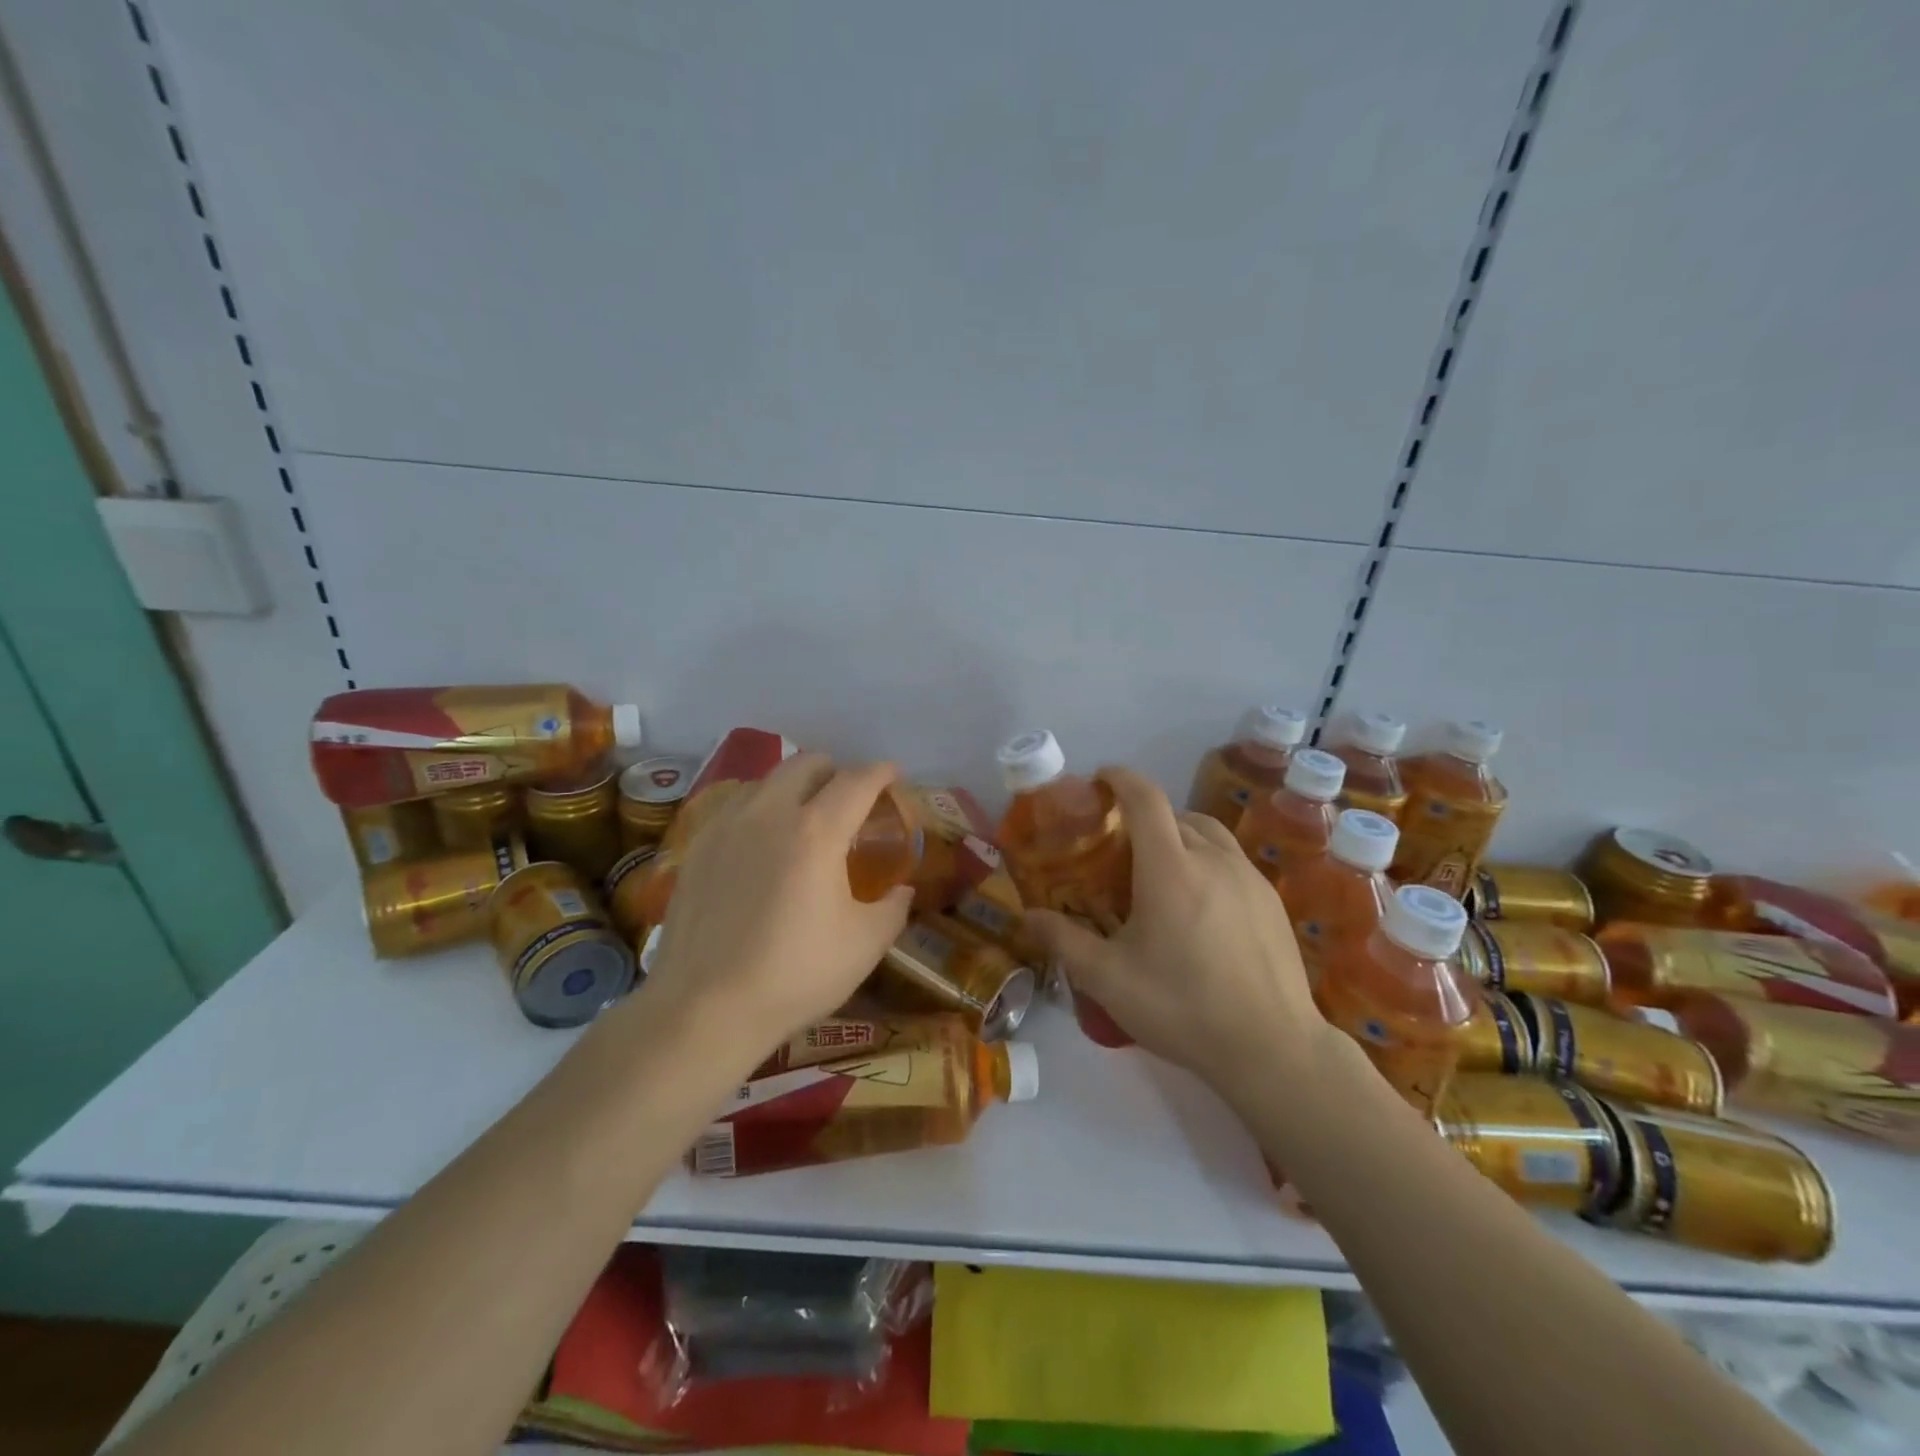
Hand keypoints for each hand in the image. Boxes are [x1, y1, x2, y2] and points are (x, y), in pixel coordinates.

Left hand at [639, 754, 913, 1062]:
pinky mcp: (697, 846)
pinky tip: (762, 843)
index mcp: (817, 830)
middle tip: (850, 799)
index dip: (881, 772)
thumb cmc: (795, 975)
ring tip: (805, 818)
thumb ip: (893, 907)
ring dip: (795, 786)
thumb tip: (902, 889)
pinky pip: (737, 805)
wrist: (704, 1008)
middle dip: (836, 771)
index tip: (893, 775)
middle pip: (807, 763)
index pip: (856, 781)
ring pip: (767, 779)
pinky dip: (761, 808)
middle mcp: (769, 812)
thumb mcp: (865, 945)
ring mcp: (727, 825)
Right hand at [1022, 767, 1327, 1090]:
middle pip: (1176, 815)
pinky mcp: (1272, 900)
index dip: (1121, 778)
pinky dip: (1207, 860)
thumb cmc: (1182, 1007)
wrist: (1273, 1049)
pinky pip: (1232, 860)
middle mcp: (1213, 858)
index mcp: (1170, 868)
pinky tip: (1200, 904)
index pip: (1146, 798)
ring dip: (1179, 834)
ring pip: (1209, 833)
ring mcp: (1249, 877)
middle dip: (1144, 816)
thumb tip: (1029, 917)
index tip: (1101, 779)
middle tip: (1120, 845)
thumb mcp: (1109, 979)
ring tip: (1160, 868)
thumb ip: (1065, 941)